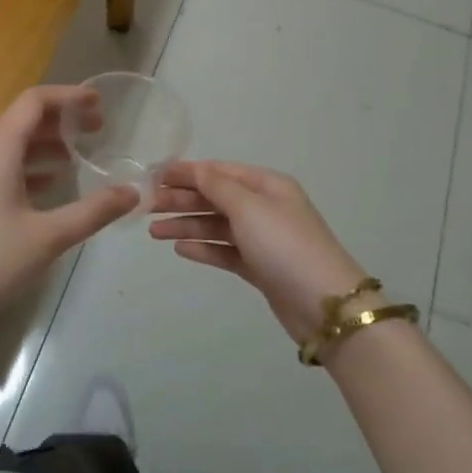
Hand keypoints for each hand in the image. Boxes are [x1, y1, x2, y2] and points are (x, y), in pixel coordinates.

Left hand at [0, 86, 138, 336]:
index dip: (68, 96)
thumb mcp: (48, 237)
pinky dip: (28, 166)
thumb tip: (133, 193)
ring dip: (46, 144)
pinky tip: (50, 185)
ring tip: (79, 156)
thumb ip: (93, 211)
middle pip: (23, 120)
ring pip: (11, 145)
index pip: (34, 101)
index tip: (98, 103)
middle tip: (97, 130)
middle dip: (62, 121)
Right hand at [148, 160, 374, 343]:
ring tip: (154, 232)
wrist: (324, 304)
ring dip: (186, 225)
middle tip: (147, 207)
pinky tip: (180, 248)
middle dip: (182, 200)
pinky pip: (225, 251)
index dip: (187, 172)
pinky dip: (203, 248)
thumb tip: (194, 168)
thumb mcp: (248, 207)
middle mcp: (265, 207)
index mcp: (267, 185)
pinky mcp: (260, 267)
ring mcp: (263, 239)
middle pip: (216, 198)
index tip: (154, 176)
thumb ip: (217, 186)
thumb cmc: (284, 245)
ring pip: (217, 225)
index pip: (220, 171)